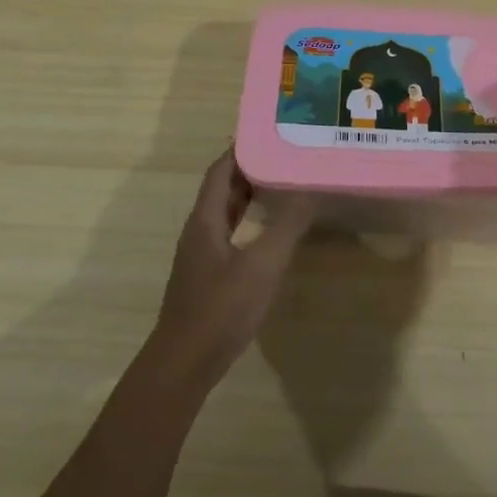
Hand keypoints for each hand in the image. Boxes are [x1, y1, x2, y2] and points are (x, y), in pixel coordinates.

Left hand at [149, 149, 314, 378]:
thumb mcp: (262, 265)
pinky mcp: (208, 276)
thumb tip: (310, 189)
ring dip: (249, 195)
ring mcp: (201, 255)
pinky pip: (229, 234)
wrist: (185, 363)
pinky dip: (248, 221)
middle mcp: (199, 230)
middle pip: (222, 189)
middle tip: (284, 154)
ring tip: (283, 183)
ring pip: (225, 213)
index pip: (220, 171)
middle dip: (250, 169)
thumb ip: (287, 226)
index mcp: (205, 220)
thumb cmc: (221, 309)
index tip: (269, 132)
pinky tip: (269, 230)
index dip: (241, 149)